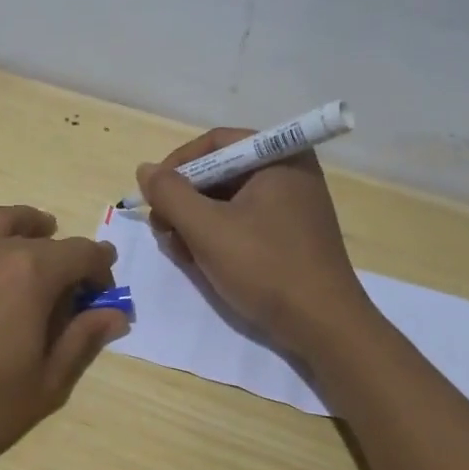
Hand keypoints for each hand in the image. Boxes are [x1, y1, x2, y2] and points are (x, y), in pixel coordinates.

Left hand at [0, 203, 126, 468]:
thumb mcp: (43, 385)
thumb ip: (81, 342)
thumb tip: (115, 313)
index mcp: (33, 275)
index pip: (81, 254)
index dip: (100, 269)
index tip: (103, 291)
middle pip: (38, 235)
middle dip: (63, 249)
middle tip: (68, 272)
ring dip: (18, 223)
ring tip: (28, 230)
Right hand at [136, 129, 373, 358]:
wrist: (323, 326)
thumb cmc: (265, 267)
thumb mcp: (207, 228)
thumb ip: (170, 194)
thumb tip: (145, 170)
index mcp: (279, 157)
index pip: (215, 143)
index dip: (177, 165)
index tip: (153, 196)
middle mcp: (290, 173)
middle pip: (220, 172)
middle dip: (185, 200)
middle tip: (162, 230)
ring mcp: (293, 206)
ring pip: (229, 201)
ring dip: (196, 222)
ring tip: (180, 252)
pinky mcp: (291, 235)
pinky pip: (245, 222)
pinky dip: (218, 236)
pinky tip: (202, 262)